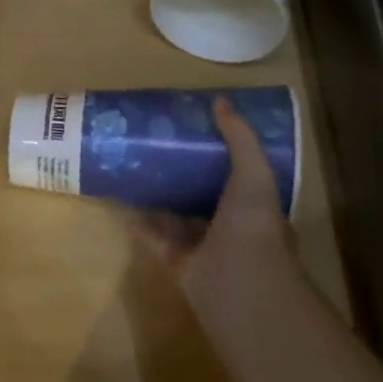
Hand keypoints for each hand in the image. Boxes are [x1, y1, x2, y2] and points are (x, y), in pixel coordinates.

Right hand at [136, 96, 305, 324]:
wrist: (237, 280)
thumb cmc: (253, 224)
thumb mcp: (254, 172)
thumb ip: (240, 139)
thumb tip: (220, 101)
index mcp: (257, 208)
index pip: (243, 179)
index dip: (225, 159)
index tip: (201, 136)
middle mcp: (233, 229)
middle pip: (208, 198)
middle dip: (190, 177)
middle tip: (164, 150)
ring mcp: (206, 248)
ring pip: (181, 218)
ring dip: (165, 199)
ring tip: (140, 172)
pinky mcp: (180, 262)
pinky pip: (157, 238)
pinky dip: (142, 223)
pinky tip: (125, 203)